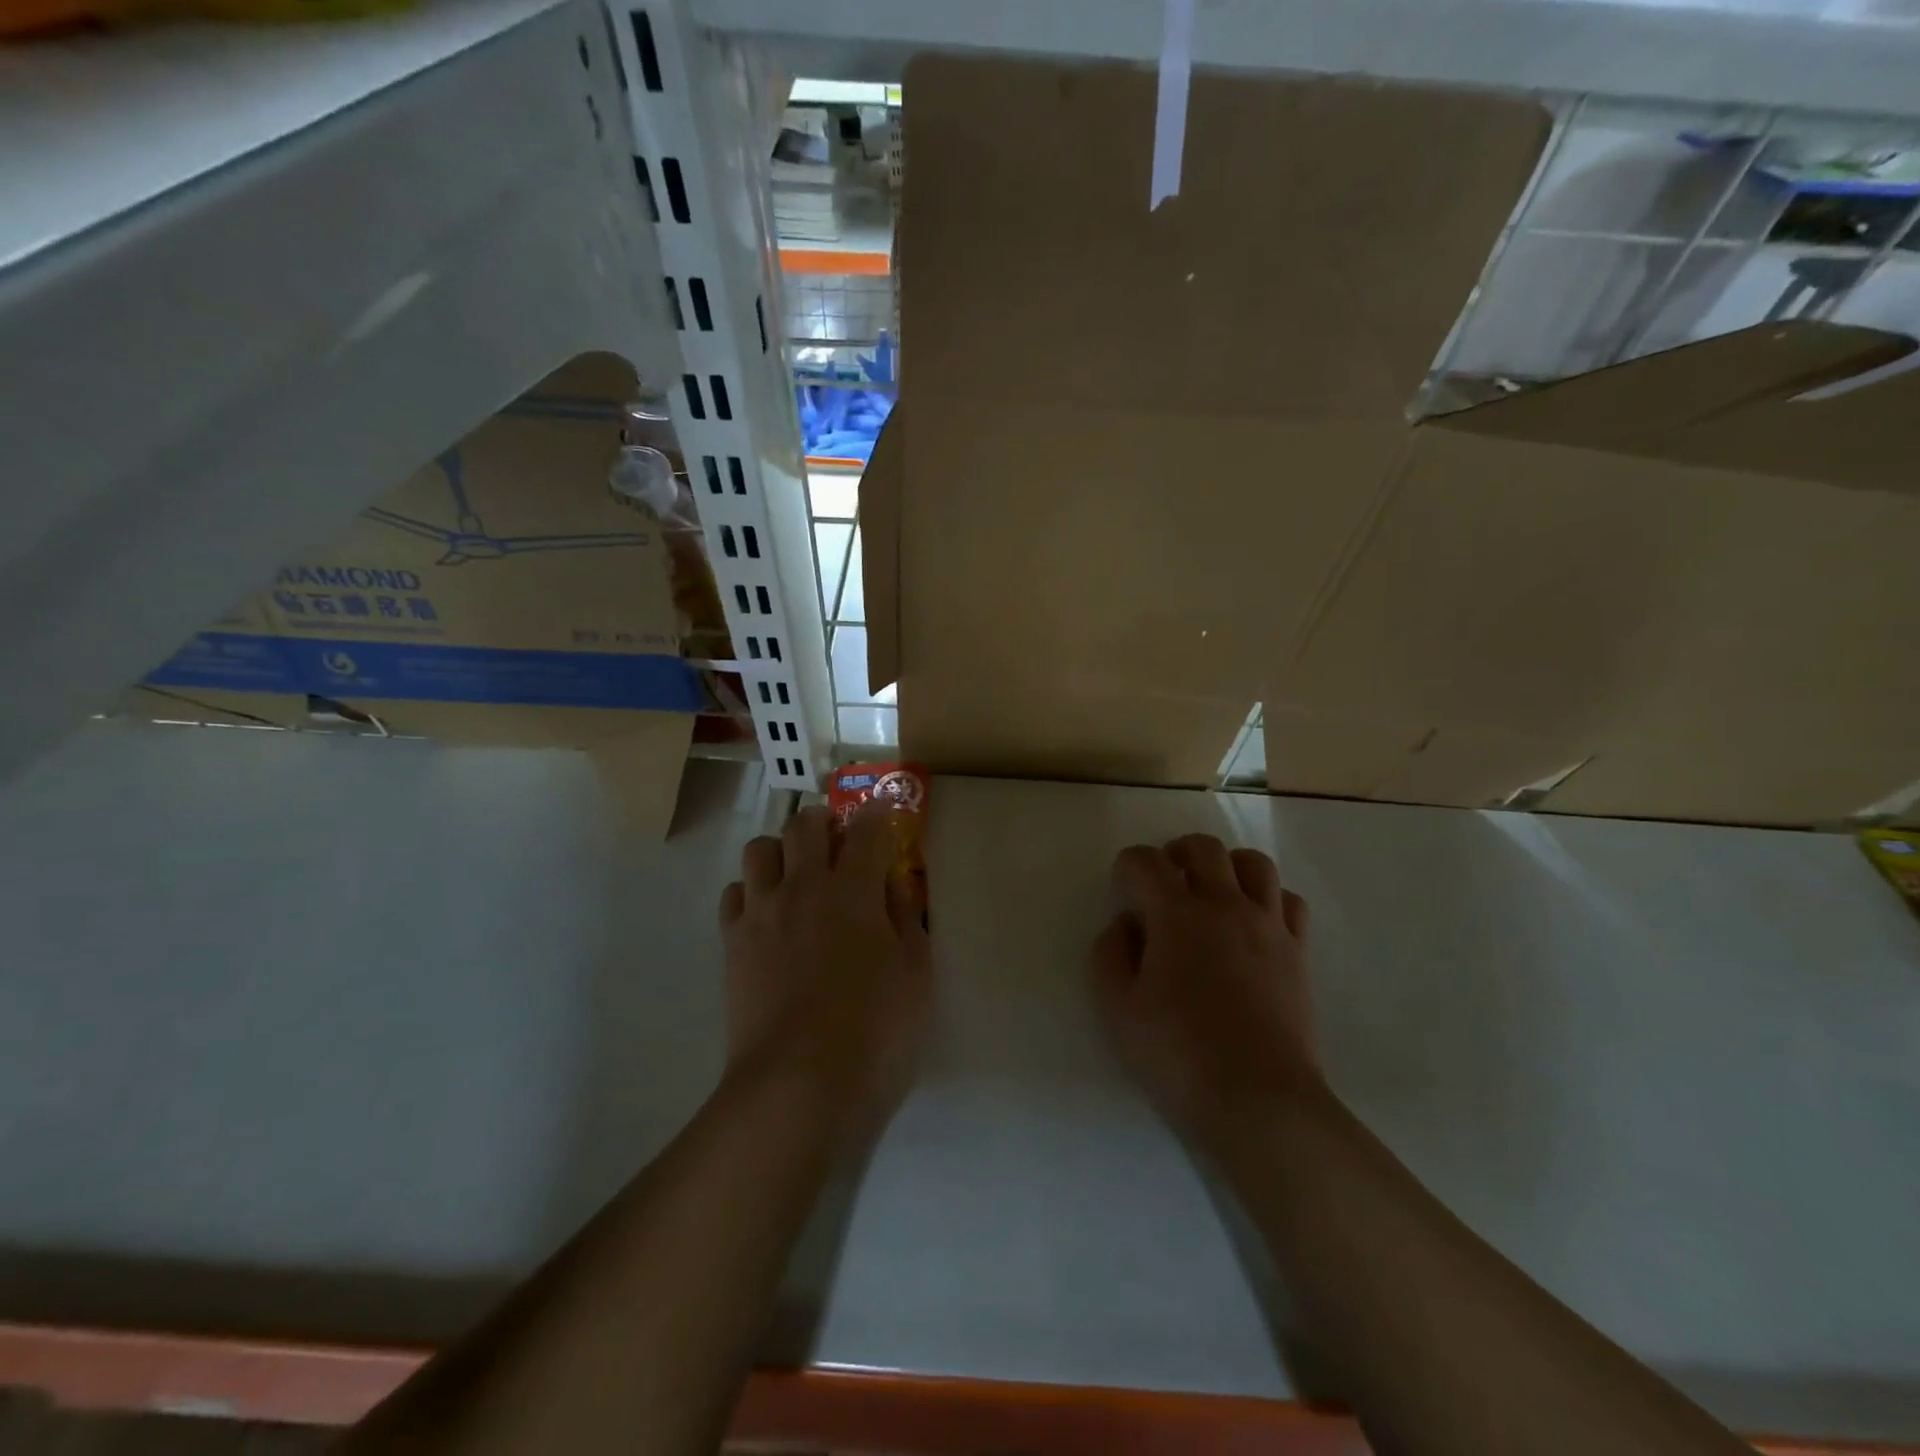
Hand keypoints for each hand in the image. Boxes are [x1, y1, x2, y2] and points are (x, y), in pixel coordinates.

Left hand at [719, 803, 932, 1138]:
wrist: (799, 1082)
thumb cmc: (874, 1030)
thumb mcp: (915, 974)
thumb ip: (907, 920)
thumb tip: (894, 885)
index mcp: (854, 890)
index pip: (867, 831)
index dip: (877, 815)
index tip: (881, 812)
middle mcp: (804, 887)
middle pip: (805, 825)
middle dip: (824, 822)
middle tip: (837, 843)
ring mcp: (763, 911)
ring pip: (760, 848)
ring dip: (782, 851)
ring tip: (796, 876)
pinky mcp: (733, 941)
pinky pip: (734, 892)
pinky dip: (751, 891)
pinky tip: (767, 914)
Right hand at [1092, 835, 1319, 1142]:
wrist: (1258, 1100)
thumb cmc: (1178, 1054)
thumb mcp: (1117, 1008)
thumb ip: (1110, 954)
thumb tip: (1126, 924)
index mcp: (1176, 914)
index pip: (1146, 862)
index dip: (1127, 867)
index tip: (1122, 889)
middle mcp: (1225, 905)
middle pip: (1204, 848)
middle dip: (1176, 852)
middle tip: (1163, 880)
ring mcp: (1268, 925)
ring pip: (1254, 863)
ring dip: (1226, 866)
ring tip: (1211, 891)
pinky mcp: (1297, 952)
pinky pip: (1288, 901)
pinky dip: (1267, 897)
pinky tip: (1252, 922)